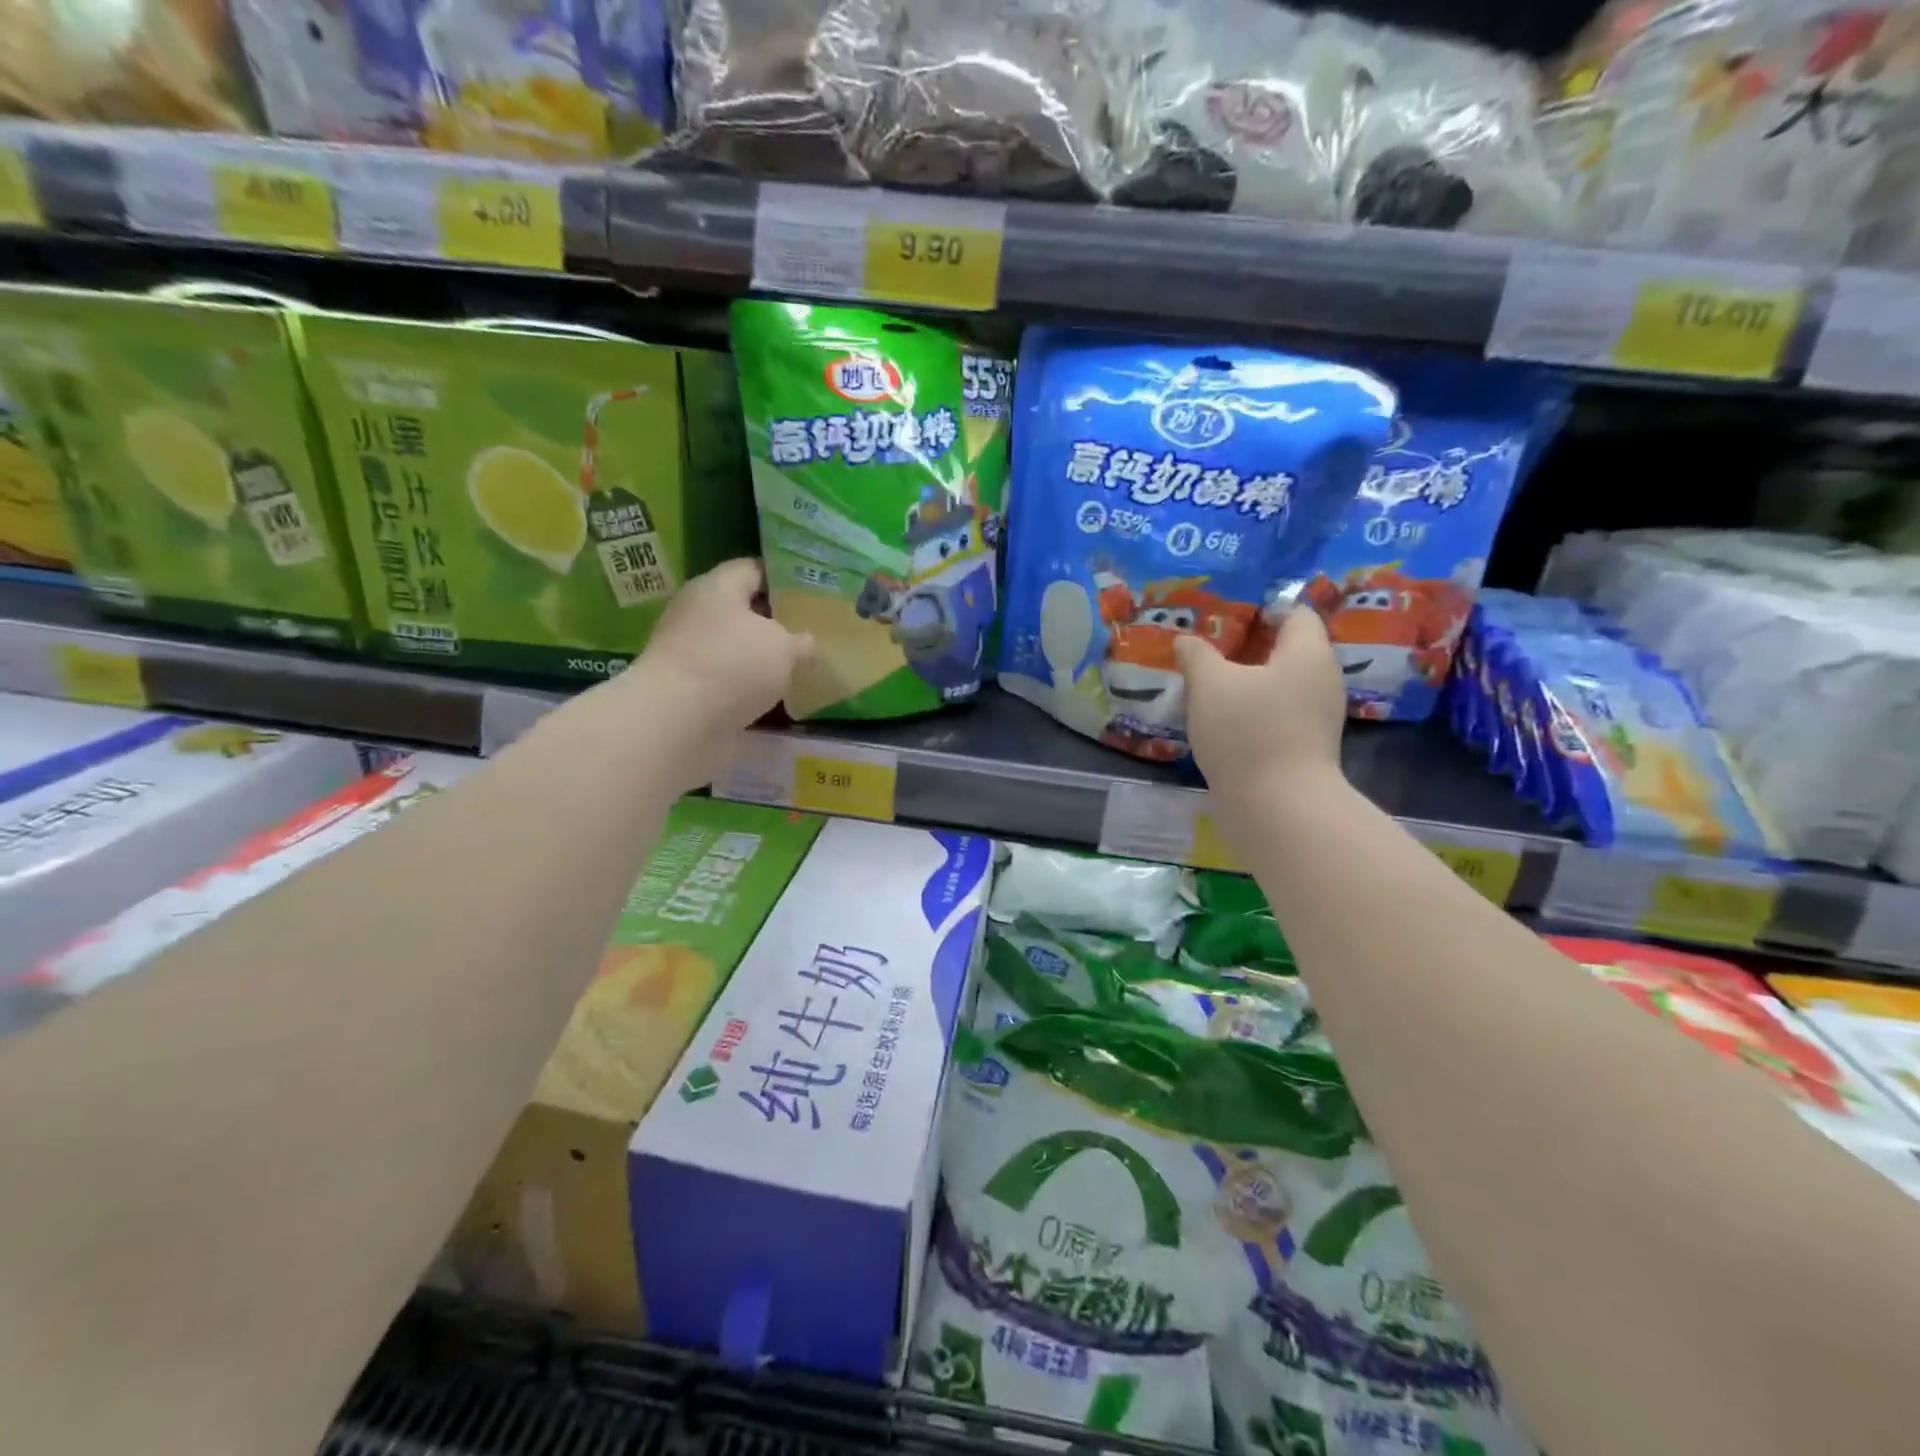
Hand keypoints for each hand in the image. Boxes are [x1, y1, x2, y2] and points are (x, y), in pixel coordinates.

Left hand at [625, 559, 812, 775]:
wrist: (676, 722)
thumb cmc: (733, 666)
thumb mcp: (784, 648)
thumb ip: (800, 641)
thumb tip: (806, 642)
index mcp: (718, 586)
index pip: (754, 569)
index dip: (784, 577)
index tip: (812, 591)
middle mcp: (698, 611)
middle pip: (742, 607)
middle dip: (775, 618)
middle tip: (810, 629)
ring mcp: (688, 648)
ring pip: (734, 643)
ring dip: (760, 653)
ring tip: (797, 663)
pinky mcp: (686, 683)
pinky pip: (725, 673)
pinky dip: (745, 680)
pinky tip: (771, 691)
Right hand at [1175, 607, 1345, 801]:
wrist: (1278, 806)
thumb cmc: (1247, 731)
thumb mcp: (1209, 684)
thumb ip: (1197, 655)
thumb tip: (1187, 641)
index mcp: (1307, 653)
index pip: (1296, 613)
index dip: (1265, 609)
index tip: (1229, 618)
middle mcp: (1322, 679)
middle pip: (1290, 649)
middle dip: (1252, 647)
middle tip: (1211, 651)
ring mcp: (1319, 716)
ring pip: (1283, 683)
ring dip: (1251, 681)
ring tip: (1211, 686)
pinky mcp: (1308, 746)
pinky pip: (1281, 712)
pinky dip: (1256, 709)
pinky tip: (1225, 721)